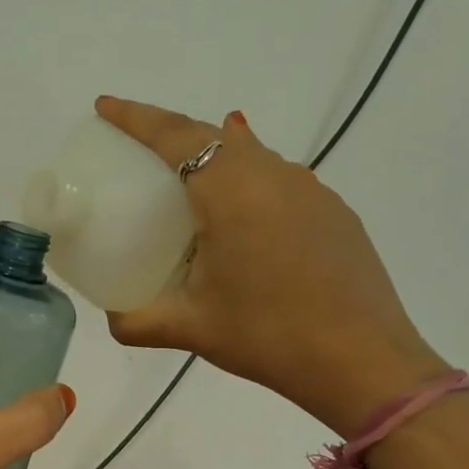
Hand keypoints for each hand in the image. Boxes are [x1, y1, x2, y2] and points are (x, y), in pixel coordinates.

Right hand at [96, 96, 449, 435]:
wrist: (363, 362)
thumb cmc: (268, 336)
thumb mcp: (190, 328)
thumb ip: (136, 321)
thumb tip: (111, 316)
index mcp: (231, 191)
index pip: (175, 136)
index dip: (135, 117)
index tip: (104, 106)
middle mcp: (273, 175)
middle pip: (212, 134)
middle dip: (168, 131)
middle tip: (133, 145)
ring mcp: (310, 190)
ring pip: (250, 152)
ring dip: (211, 151)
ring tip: (183, 172)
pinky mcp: (333, 211)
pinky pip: (277, 176)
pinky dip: (245, 177)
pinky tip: (239, 205)